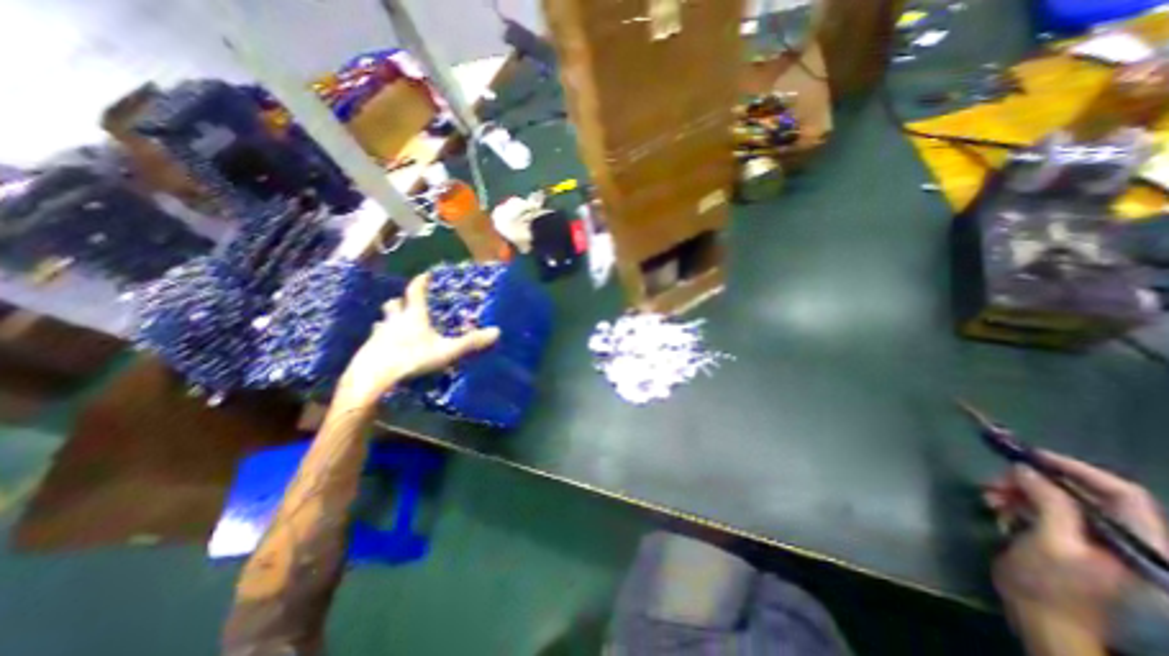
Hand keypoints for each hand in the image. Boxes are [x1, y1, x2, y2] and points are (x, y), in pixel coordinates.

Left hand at [339, 273, 501, 407]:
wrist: (371, 380)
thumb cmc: (411, 359)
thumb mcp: (447, 351)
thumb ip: (470, 342)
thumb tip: (497, 331)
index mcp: (413, 317)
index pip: (415, 292)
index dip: (420, 282)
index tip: (425, 275)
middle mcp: (393, 322)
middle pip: (394, 304)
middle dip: (400, 301)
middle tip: (407, 304)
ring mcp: (377, 336)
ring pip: (382, 322)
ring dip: (388, 321)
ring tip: (395, 326)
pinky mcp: (366, 351)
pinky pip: (374, 340)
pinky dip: (381, 340)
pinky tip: (386, 350)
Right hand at [980, 450, 1164, 650]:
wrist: (1043, 620)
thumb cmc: (1052, 585)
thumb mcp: (1050, 542)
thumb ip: (1049, 503)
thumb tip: (1027, 469)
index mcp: (1137, 542)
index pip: (1120, 492)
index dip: (1076, 469)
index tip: (1031, 456)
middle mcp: (1123, 538)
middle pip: (1083, 493)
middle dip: (1035, 481)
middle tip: (998, 480)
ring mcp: (1096, 541)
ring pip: (1057, 499)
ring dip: (1020, 491)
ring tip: (990, 495)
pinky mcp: (1070, 541)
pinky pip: (1045, 510)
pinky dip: (1019, 503)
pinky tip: (997, 506)